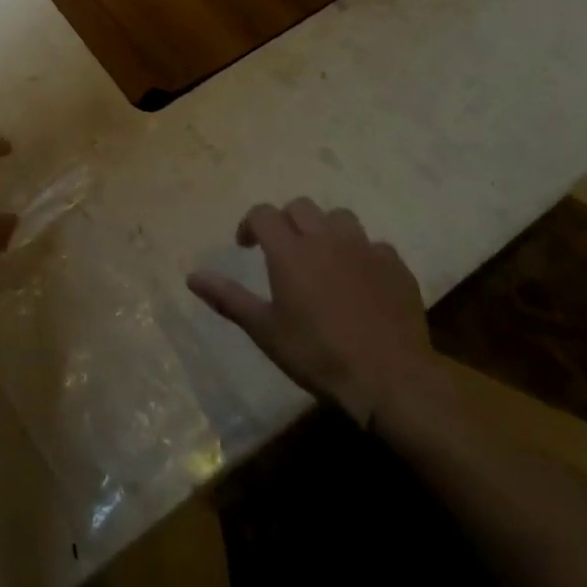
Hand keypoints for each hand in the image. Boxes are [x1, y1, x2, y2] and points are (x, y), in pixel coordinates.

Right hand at [186, 199, 448, 431]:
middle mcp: (326, 239)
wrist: (391, 378)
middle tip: (283, 250)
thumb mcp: (265, 331)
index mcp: (290, 250)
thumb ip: (228, 298)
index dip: (250, 224)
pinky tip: (361, 281)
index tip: (246, 246)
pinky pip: (375, 246)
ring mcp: (364, 249)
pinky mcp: (396, 267)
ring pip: (340, 218)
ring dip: (325, 230)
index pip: (263, 213)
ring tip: (323, 257)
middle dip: (286, 221)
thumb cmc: (318, 354)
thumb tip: (191, 276)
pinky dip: (362, 255)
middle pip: (300, 207)